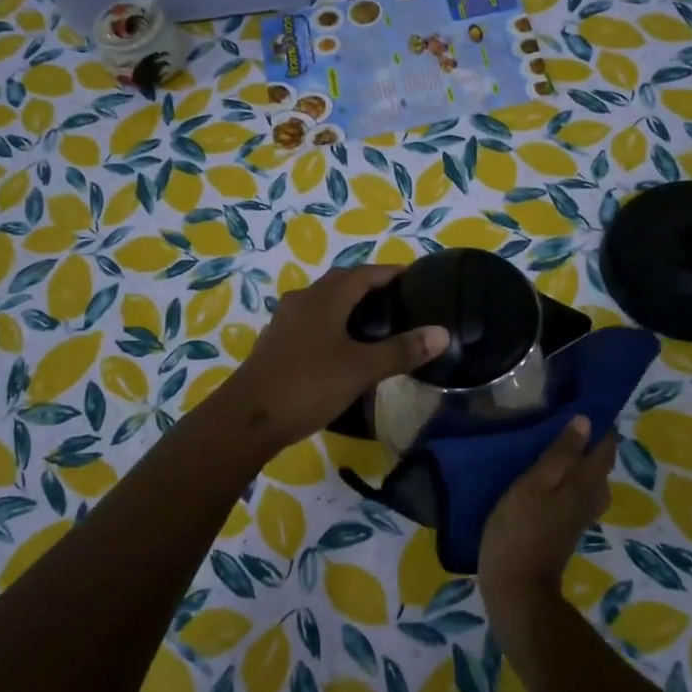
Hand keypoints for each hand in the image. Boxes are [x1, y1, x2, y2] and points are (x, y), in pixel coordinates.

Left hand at [213, 264, 447, 458]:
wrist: (248, 419)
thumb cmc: (309, 385)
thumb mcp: (362, 369)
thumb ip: (402, 350)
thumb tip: (442, 333)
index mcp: (325, 298)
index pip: (364, 273)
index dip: (390, 273)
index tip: (414, 278)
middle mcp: (303, 300)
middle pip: (341, 284)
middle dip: (369, 287)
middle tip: (398, 302)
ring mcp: (285, 322)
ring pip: (323, 303)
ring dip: (348, 306)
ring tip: (375, 324)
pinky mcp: (276, 344)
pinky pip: (311, 323)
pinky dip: (332, 325)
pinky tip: (343, 348)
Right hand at [479, 416, 616, 615]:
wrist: (517, 587)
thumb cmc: (520, 529)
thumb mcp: (534, 484)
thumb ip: (560, 453)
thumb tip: (586, 421)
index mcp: (585, 482)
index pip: (605, 446)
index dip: (601, 424)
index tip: (585, 401)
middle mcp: (590, 497)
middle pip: (601, 464)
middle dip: (591, 441)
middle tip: (566, 418)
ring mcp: (579, 516)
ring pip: (590, 481)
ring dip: (580, 461)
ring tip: (556, 443)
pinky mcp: (565, 529)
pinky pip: (577, 495)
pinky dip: (570, 479)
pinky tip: (549, 476)